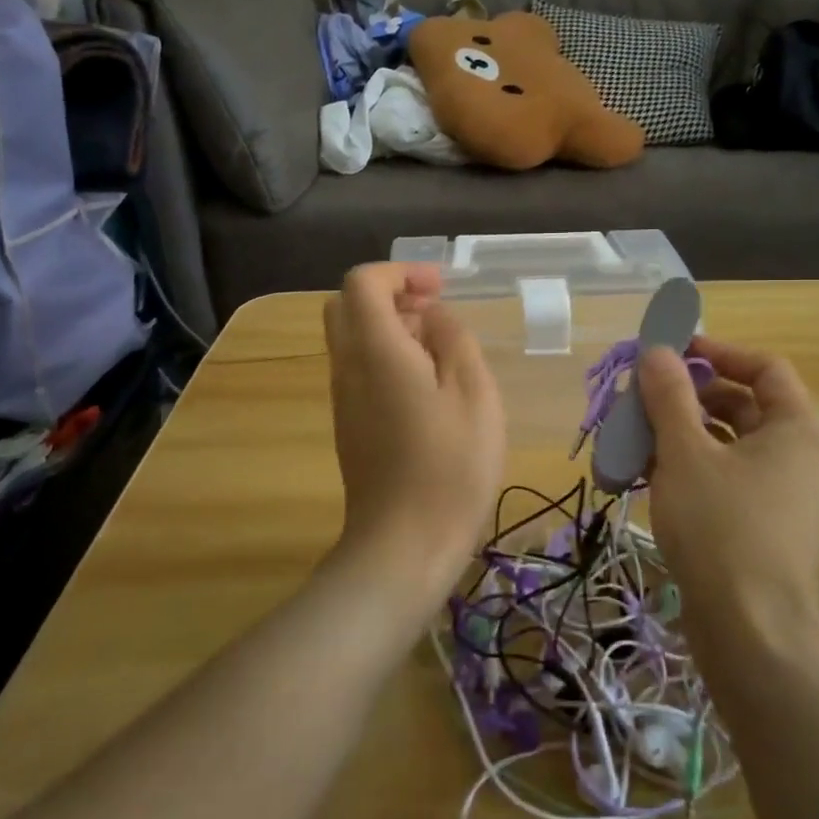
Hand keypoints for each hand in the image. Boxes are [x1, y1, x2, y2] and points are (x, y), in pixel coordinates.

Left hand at [322, 264, 505, 604]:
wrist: (404, 545)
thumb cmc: (450, 467)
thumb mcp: (474, 394)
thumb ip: (454, 341)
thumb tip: (434, 317)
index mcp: (375, 351)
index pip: (362, 283)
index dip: (400, 272)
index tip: (439, 288)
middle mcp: (347, 368)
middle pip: (347, 306)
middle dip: (390, 295)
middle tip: (434, 312)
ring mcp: (344, 399)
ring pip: (352, 339)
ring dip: (390, 328)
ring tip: (441, 352)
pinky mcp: (350, 425)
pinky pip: (359, 370)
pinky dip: (387, 357)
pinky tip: (428, 388)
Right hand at [636, 337, 818, 652]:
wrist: (749, 631)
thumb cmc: (721, 527)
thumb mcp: (686, 453)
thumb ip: (670, 395)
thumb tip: (657, 351)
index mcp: (798, 429)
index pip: (764, 367)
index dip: (718, 352)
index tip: (671, 352)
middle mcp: (800, 456)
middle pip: (743, 405)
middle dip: (688, 397)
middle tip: (642, 396)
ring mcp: (783, 494)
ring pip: (729, 444)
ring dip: (681, 433)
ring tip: (633, 436)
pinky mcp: (763, 525)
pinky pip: (726, 477)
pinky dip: (689, 467)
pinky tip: (644, 474)